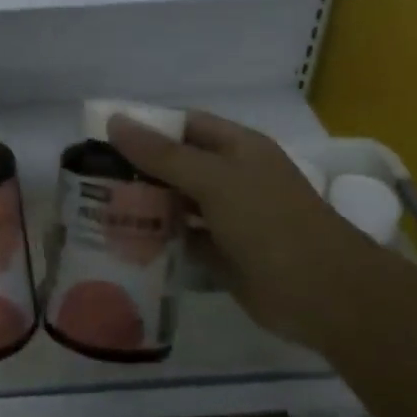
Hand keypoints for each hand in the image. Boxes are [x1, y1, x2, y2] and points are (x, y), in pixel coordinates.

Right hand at [107, 110, 367, 338]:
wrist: (325, 295)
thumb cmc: (270, 223)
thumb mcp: (214, 180)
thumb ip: (162, 154)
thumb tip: (115, 121)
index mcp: (237, 148)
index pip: (184, 125)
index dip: (147, 126)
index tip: (103, 137)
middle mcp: (233, 178)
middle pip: (178, 165)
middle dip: (139, 169)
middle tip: (91, 178)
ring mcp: (230, 218)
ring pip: (178, 204)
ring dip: (147, 206)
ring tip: (99, 210)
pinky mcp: (225, 255)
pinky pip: (184, 240)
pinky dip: (160, 241)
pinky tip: (125, 244)